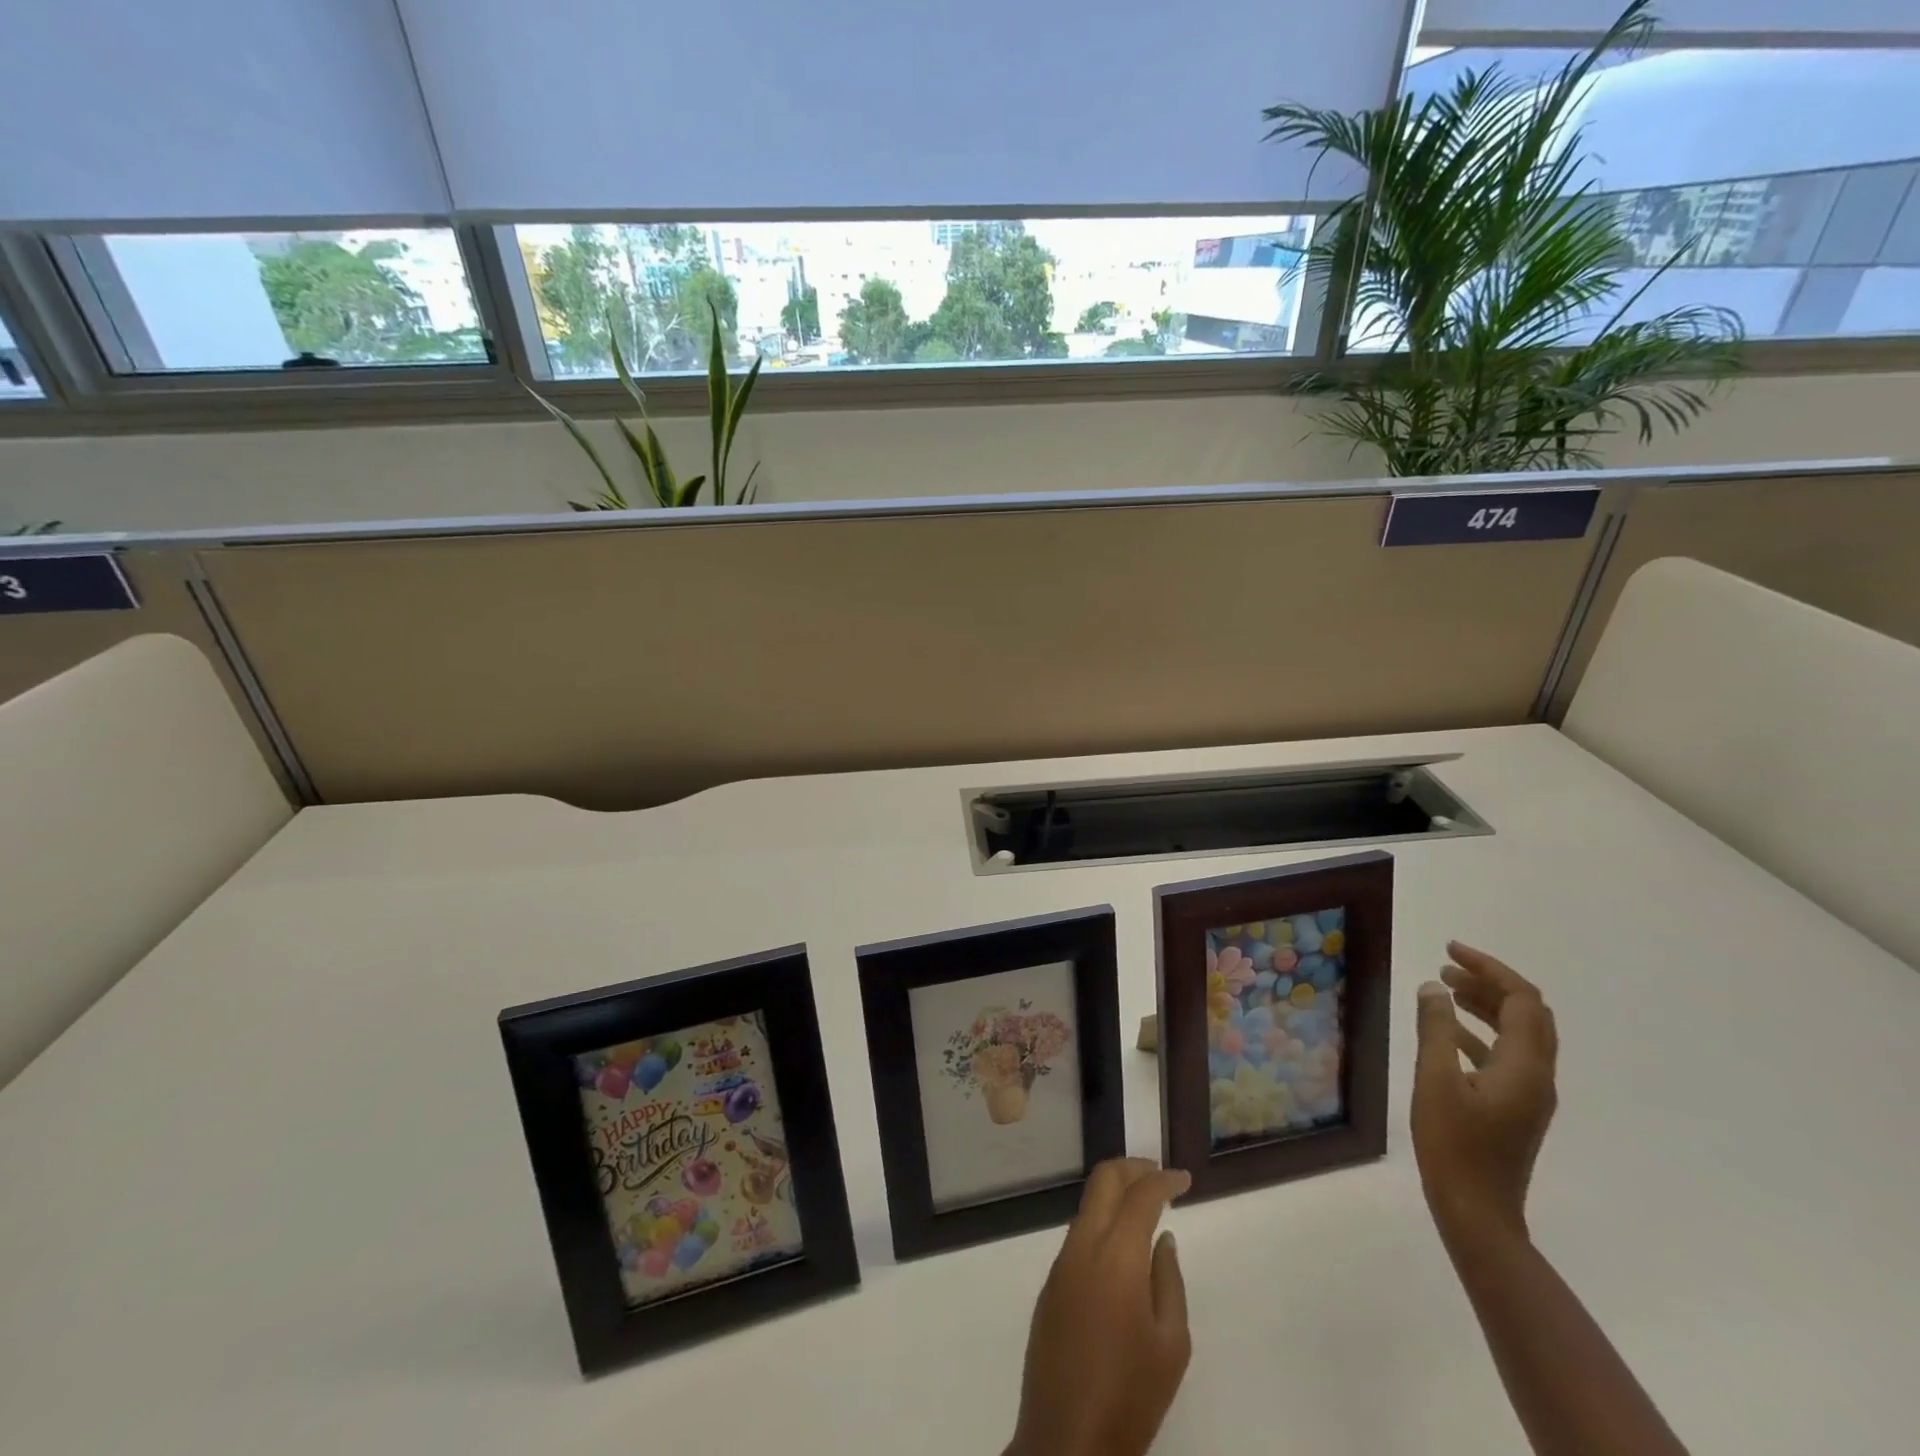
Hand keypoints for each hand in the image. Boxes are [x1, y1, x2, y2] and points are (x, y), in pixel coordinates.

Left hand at [1006, 1158, 1191, 1455]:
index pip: (1140, 1195)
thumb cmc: (1131, 1396)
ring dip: (1115, 1194)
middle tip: (1160, 1176)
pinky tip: (1121, 1248)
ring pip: (1088, 1205)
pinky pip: (1078, 1236)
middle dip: (1133, 1168)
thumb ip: (1169, 1281)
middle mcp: (1083, 1245)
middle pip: (1103, 1181)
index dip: (1164, 1179)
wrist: (1066, 1440)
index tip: (1185, 1179)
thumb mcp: (1171, 1345)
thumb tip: (1162, 1239)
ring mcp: (1061, 1263)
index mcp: (1116, 1255)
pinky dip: (1102, 1223)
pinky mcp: (1050, 1285)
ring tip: (1144, 1207)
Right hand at [1411, 942, 1558, 1245]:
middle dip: (1489, 983)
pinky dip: (1480, 1031)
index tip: (1450, 950)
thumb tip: (1433, 986)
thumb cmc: (1454, 1145)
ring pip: (1518, 1033)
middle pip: (1528, 1014)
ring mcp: (1530, 1094)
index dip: (1490, 968)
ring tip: (1444, 988)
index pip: (1522, 1000)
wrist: (1477, 1212)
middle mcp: (1538, 1076)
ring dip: (1485, 1005)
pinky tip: (1447, 1032)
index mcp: (1525, 1067)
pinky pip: (1506, 1054)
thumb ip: (1436, 1029)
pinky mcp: (1516, 1107)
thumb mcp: (1435, 1081)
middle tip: (1445, 965)